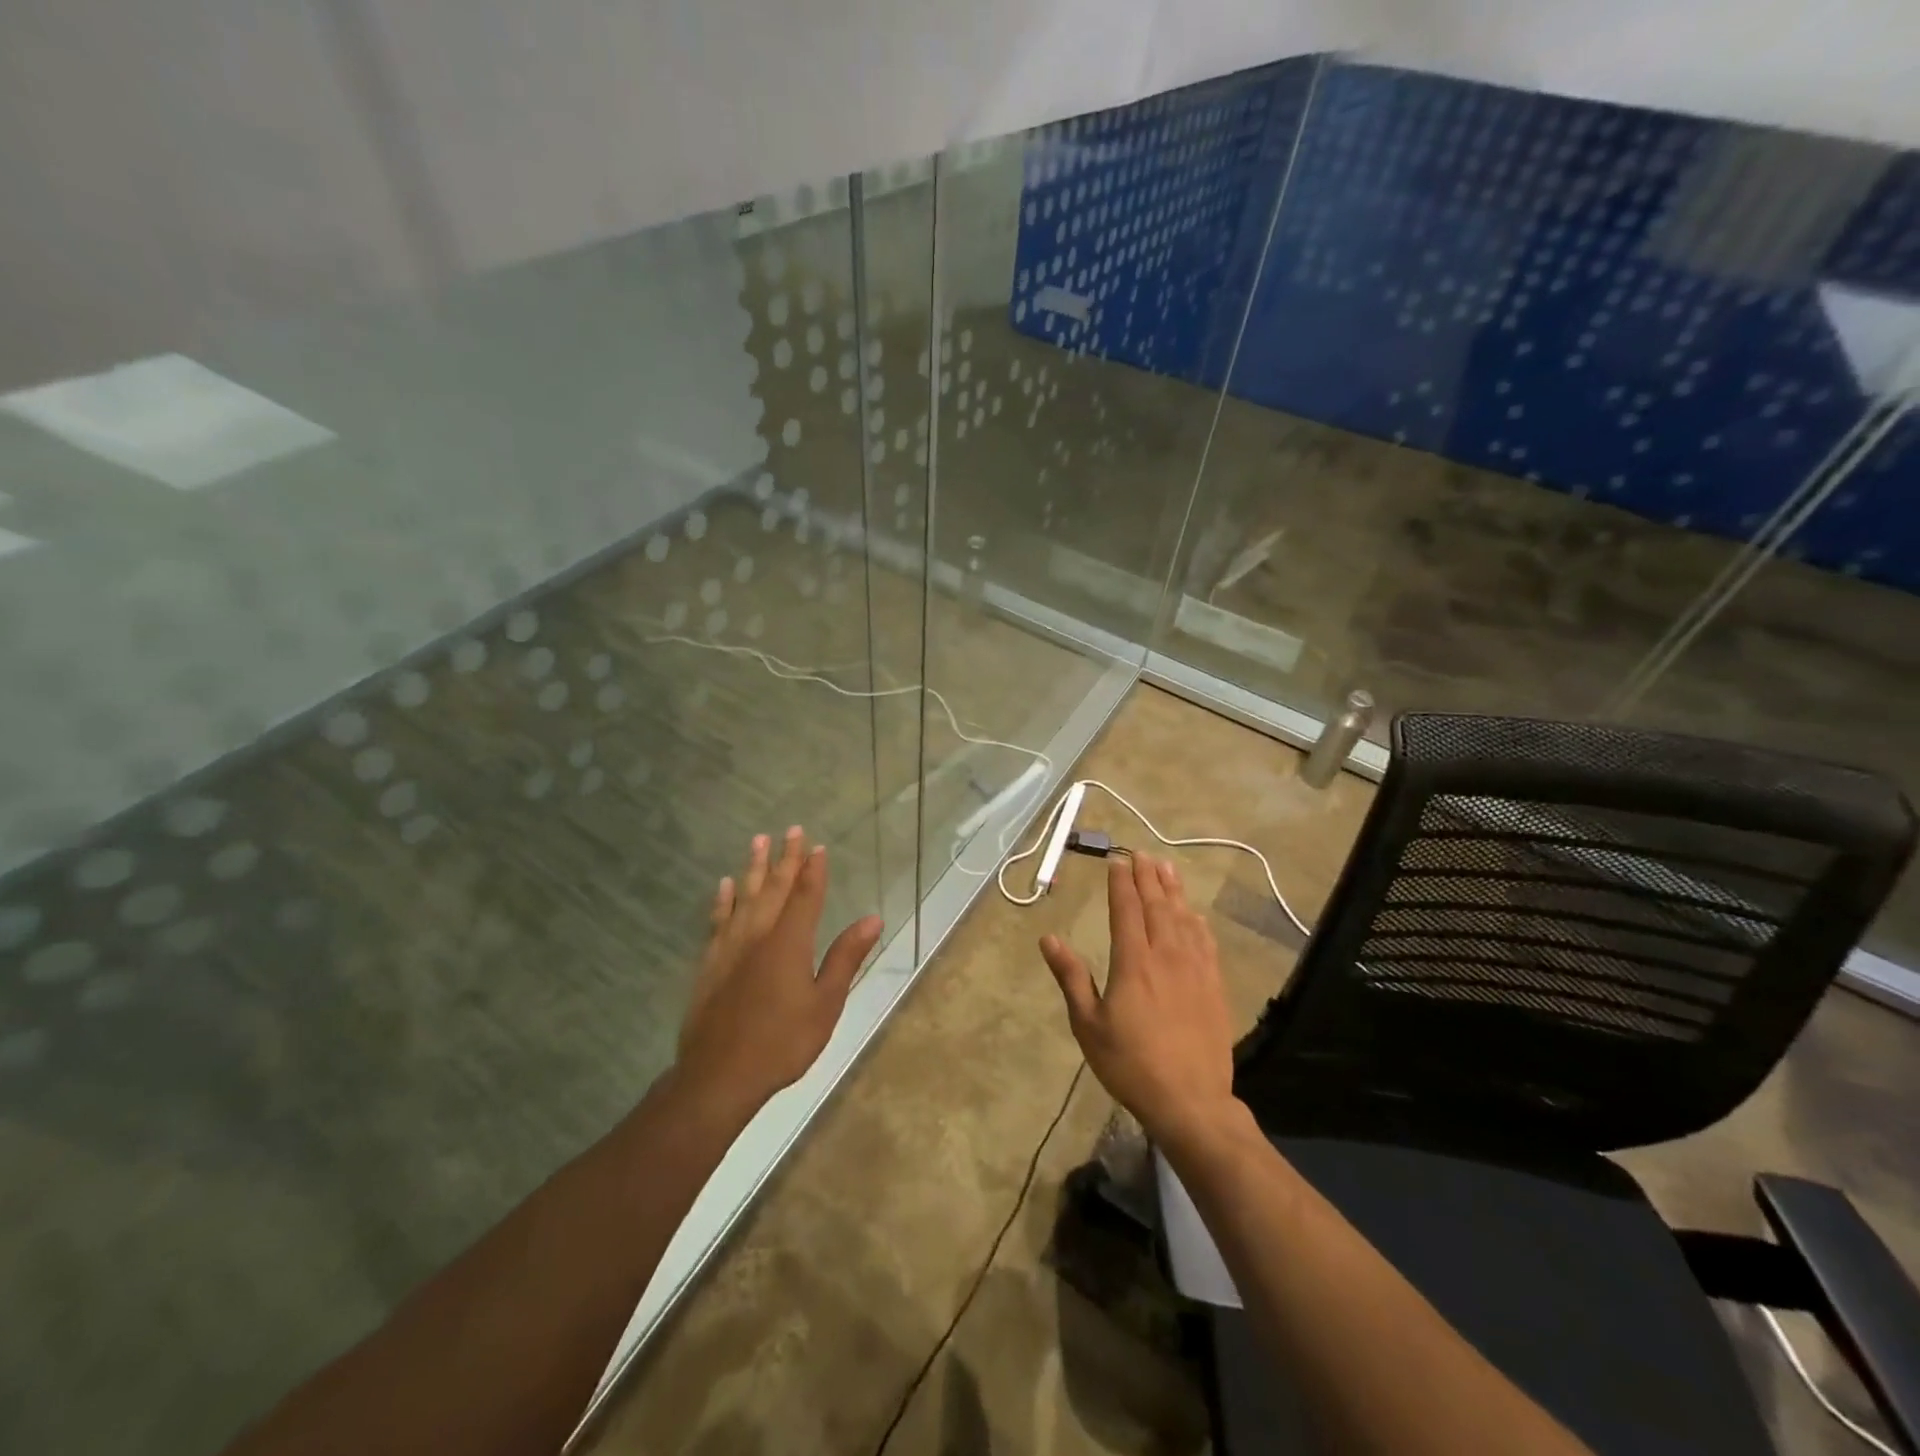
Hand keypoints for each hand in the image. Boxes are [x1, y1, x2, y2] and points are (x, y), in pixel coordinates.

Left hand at [677, 826, 883, 1117]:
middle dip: (786, 858)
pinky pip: (717, 920)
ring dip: (754, 867)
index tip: (817, 846)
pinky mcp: (710, 962)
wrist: (719, 1075)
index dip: (813, 869)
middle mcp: (759, 934)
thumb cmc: (782, 1042)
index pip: (806, 895)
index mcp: (790, 942)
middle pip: (775, 888)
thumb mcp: (826, 1004)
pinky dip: (723, 900)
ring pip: (745, 896)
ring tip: (759, 840)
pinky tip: (725, 885)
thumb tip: (873, 919)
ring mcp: (730, 947)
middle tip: (792, 829)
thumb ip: (846, 957)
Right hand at [1039, 852, 1238, 1151]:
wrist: (1190, 1101)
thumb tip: (1049, 939)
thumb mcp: (1088, 1024)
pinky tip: (1194, 914)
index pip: (1126, 910)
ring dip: (1174, 890)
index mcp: (1133, 963)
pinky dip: (1197, 921)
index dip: (1121, 883)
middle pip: (1157, 906)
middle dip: (1148, 877)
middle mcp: (1166, 956)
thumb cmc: (1130, 1064)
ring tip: (1167, 868)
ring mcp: (1194, 969)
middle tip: (1142, 854)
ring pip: (1183, 918)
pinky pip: (1206, 942)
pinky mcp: (1214, 986)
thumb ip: (1071, 977)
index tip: (1117, 861)